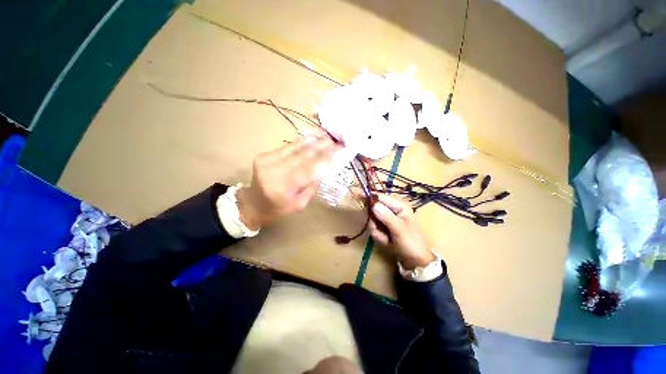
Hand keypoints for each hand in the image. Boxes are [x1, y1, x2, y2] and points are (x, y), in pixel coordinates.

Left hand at [237, 136, 337, 229]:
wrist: (252, 203)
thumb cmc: (278, 208)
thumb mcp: (299, 204)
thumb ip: (311, 186)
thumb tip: (323, 168)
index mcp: (282, 188)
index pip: (308, 169)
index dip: (324, 158)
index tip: (338, 150)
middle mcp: (273, 171)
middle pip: (302, 155)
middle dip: (320, 146)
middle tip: (334, 140)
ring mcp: (266, 161)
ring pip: (294, 148)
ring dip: (311, 141)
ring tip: (324, 136)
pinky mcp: (263, 155)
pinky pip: (286, 147)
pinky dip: (299, 143)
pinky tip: (310, 138)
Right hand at [369, 194, 435, 269]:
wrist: (416, 261)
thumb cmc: (411, 244)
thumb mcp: (400, 231)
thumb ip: (387, 217)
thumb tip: (373, 205)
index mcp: (399, 205)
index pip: (379, 197)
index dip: (367, 196)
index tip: (354, 192)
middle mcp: (392, 209)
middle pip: (373, 209)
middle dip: (375, 223)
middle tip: (382, 233)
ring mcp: (387, 217)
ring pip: (372, 220)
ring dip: (377, 231)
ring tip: (387, 239)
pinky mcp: (384, 225)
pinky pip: (374, 228)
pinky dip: (378, 235)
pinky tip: (387, 241)